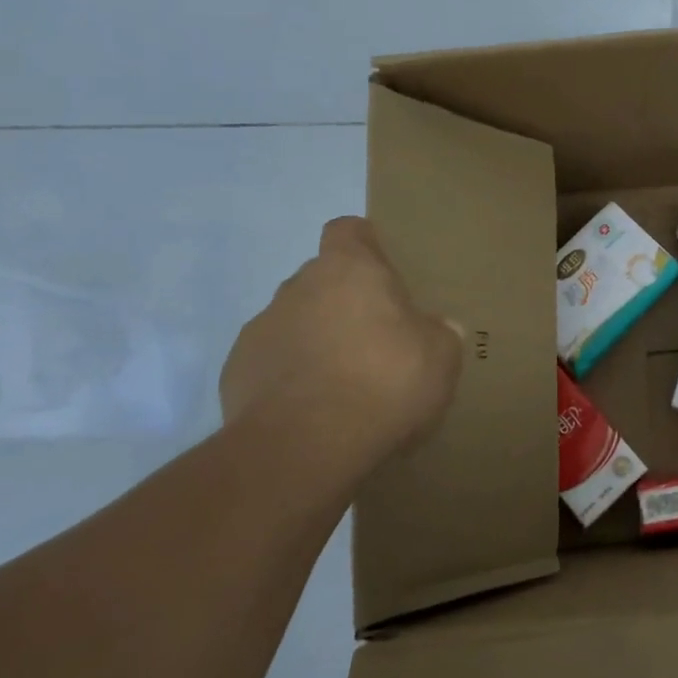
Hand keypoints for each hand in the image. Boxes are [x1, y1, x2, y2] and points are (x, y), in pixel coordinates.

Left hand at [220, 216, 462, 479]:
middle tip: (378, 338)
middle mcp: (298, 287)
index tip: (384, 270)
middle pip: (322, 280)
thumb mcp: (441, 357)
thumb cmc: (384, 382)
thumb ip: (439, 334)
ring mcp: (260, 329)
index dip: (365, 245)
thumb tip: (438, 329)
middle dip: (345, 302)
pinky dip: (291, 378)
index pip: (348, 230)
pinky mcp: (236, 373)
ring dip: (317, 341)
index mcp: (348, 269)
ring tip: (345, 383)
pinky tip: (315, 410)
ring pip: (295, 322)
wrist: (303, 447)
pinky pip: (272, 363)